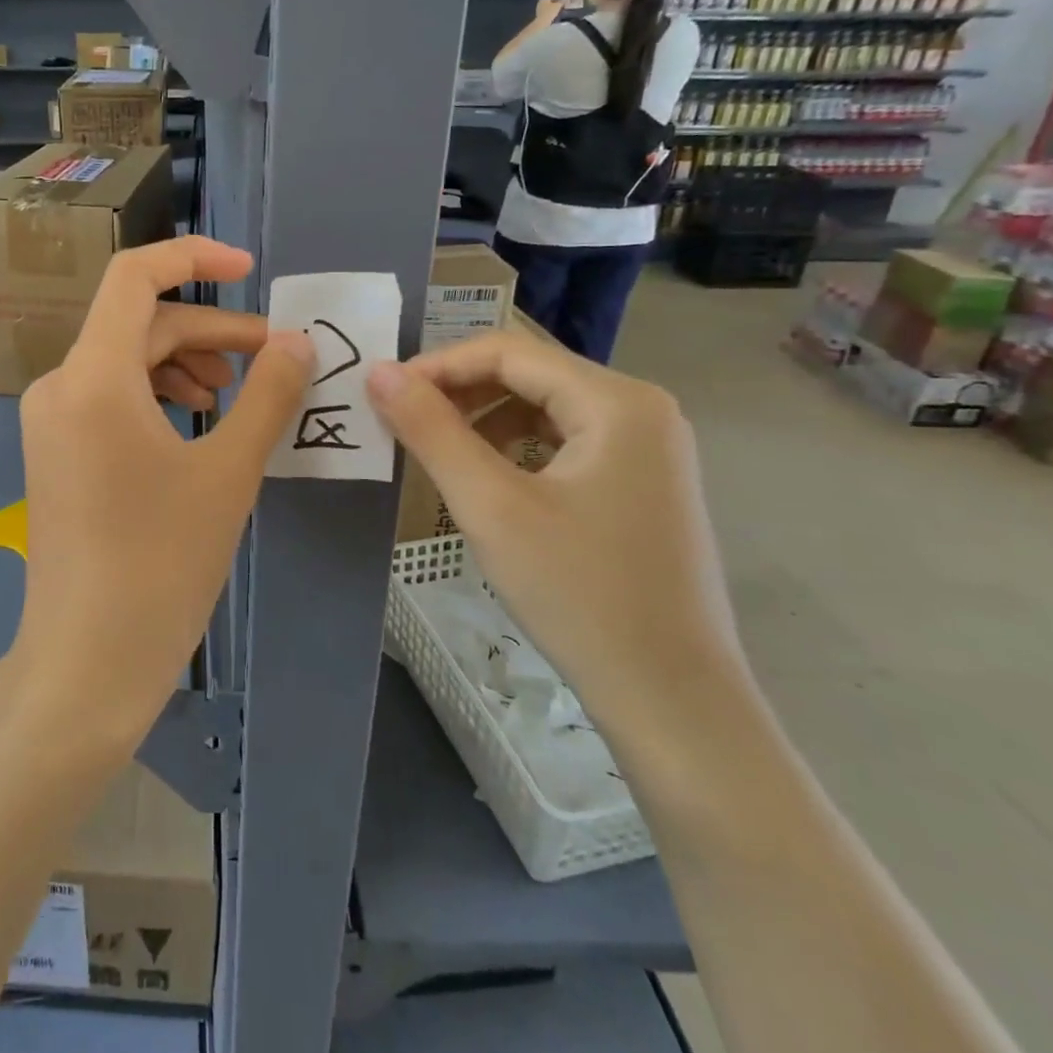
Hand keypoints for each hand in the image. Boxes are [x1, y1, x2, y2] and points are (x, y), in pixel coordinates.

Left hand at [9, 237, 313, 747]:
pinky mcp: (56, 453)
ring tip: (234, 396)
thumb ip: (268, 395)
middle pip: (139, 324)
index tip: (249, 269)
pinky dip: (158, 396)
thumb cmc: (162, 564)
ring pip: (126, 362)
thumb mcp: (228, 472)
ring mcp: (52, 422)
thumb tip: (298, 343)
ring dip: (185, 363)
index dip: (193, 257)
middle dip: (209, 331)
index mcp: (93, 376)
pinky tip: (196, 426)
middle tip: (271, 359)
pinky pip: (110, 398)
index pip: (134, 277)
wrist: (87, 662)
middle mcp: (61, 386)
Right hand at [367, 331, 749, 743]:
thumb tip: (379, 371)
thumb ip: (430, 430)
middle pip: (529, 374)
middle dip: (458, 391)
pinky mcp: (642, 482)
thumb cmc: (580, 594)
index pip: (508, 352)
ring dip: (482, 419)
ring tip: (435, 450)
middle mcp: (641, 409)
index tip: (383, 394)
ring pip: (544, 407)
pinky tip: (487, 479)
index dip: (437, 365)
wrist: (673, 700)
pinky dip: (515, 447)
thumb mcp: (491, 506)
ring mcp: (648, 447)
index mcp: (617, 401)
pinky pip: (564, 441)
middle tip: (400, 422)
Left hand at [533, 0, 564, 23]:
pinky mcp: (539, 14)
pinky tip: (553, 13)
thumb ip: (562, 1)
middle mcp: (540, 2)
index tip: (564, 1)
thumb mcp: (558, 5)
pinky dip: (550, 11)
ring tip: (558, 9)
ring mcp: (538, 8)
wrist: (542, 22)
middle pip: (550, 1)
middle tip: (561, 5)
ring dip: (553, 7)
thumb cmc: (550, 12)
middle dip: (556, 3)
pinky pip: (546, 10)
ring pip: (548, 6)